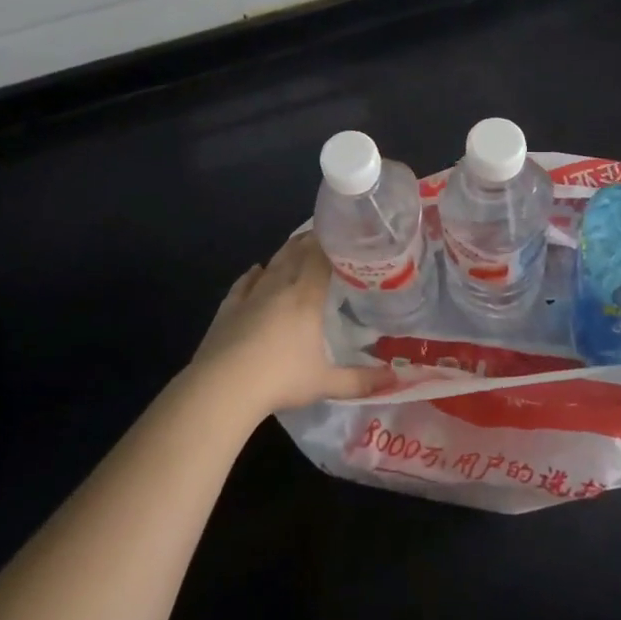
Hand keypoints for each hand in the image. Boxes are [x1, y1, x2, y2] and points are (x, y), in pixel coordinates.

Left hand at [189, 233, 393, 417]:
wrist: (223, 387)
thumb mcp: (326, 383)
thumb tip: (397, 379)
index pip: (321, 257)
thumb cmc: (281, 379)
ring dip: (286, 252)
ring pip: (272, 264)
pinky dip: (254, 274)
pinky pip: (244, 283)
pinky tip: (257, 270)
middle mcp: (280, 287)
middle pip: (297, 253)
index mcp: (306, 296)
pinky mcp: (228, 308)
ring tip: (297, 244)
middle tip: (325, 235)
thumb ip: (361, 380)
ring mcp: (251, 295)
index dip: (332, 242)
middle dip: (311, 241)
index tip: (344, 232)